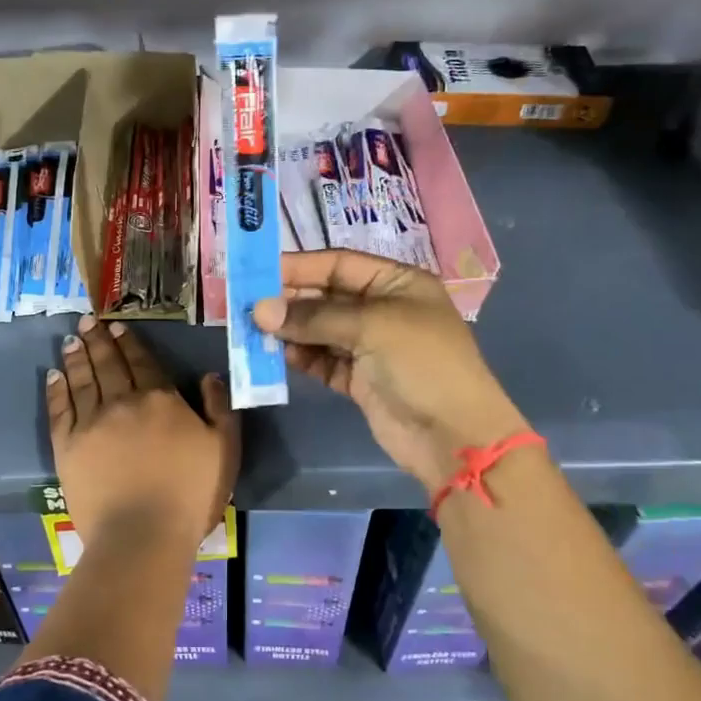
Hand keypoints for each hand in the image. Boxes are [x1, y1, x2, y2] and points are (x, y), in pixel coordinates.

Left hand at [46, 315, 238, 553]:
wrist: (143, 534)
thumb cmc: (190, 495)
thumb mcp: (224, 449)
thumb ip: (219, 408)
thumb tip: (209, 376)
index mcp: (160, 399)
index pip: (142, 362)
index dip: (129, 342)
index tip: (117, 326)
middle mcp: (122, 402)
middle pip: (108, 364)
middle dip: (98, 340)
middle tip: (87, 321)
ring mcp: (91, 423)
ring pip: (82, 380)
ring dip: (76, 357)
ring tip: (70, 339)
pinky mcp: (67, 447)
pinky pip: (59, 409)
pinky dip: (56, 389)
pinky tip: (53, 375)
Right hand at [254, 249, 526, 490]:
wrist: (453, 436)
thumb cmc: (422, 364)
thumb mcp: (372, 327)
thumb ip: (314, 317)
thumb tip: (259, 310)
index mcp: (397, 283)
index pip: (339, 265)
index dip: (299, 267)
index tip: (257, 272)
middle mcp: (383, 309)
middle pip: (326, 297)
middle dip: (289, 301)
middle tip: (247, 306)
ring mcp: (371, 346)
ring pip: (320, 330)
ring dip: (289, 330)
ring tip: (254, 331)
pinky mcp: (360, 379)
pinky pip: (322, 360)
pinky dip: (301, 357)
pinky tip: (277, 355)